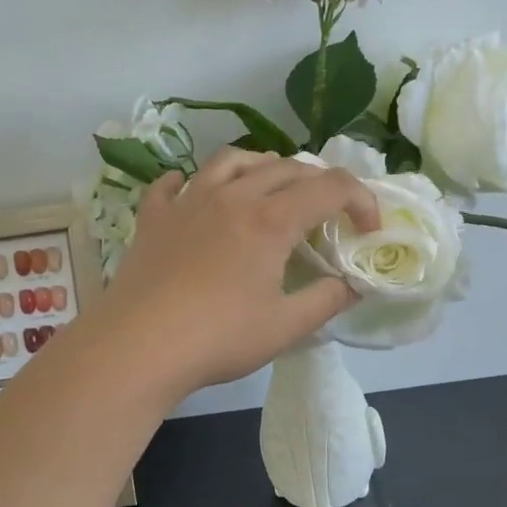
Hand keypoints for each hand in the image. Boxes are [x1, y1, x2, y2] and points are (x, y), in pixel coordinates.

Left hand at [95, 148, 380, 396]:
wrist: (138, 346)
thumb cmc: (218, 337)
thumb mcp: (285, 327)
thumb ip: (327, 300)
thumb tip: (353, 285)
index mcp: (270, 219)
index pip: (331, 187)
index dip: (361, 200)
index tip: (369, 230)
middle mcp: (232, 196)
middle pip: (285, 167)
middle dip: (318, 182)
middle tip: (327, 212)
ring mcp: (188, 201)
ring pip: (232, 161)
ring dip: (261, 166)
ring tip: (271, 185)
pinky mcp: (154, 217)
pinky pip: (172, 184)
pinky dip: (189, 181)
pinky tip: (191, 191)